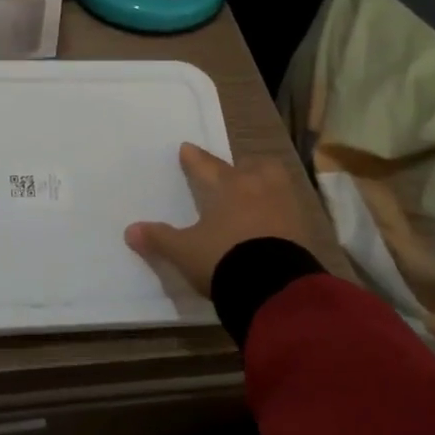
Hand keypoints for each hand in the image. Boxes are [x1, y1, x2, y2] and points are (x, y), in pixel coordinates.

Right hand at [125, 143, 321, 295]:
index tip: (186, 148)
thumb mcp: (185, 252)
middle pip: (251, 165)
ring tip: (256, 193)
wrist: (274, 286)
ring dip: (264, 183)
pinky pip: (289, 209)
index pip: (206, 166)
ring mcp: (285, 206)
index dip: (194, 158)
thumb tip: (130, 230)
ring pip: (275, 181)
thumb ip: (160, 239)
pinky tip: (272, 222)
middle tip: (233, 172)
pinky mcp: (304, 228)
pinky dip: (279, 210)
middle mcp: (258, 187)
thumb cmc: (223, 259)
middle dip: (241, 166)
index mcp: (227, 186)